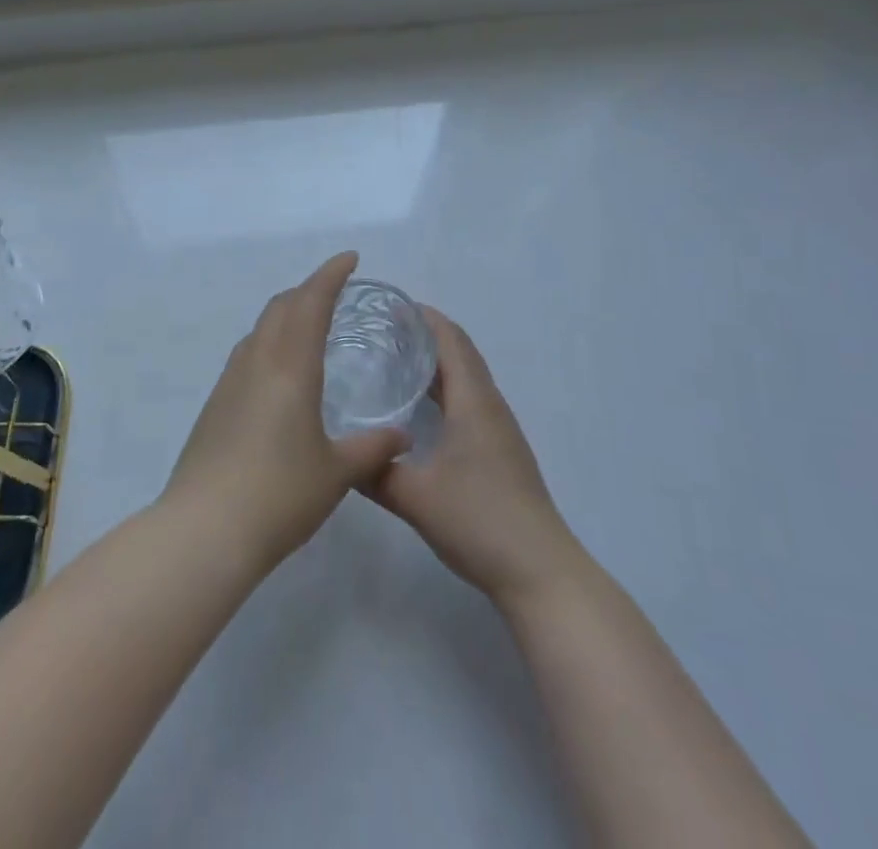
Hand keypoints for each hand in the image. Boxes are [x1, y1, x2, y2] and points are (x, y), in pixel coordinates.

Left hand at [162, 253, 409, 571]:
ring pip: (260, 329)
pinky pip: (247, 355)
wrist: (204, 530)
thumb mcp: (337, 473)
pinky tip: (279, 374)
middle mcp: (257, 361)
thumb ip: (372, 449)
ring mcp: (229, 381)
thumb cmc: (279, 495)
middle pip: (281, 307)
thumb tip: (403, 437)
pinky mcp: (214, 405)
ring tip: (309, 328)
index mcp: (290, 366)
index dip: (331, 275)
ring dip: (286, 315)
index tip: (350, 259)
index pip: (311, 302)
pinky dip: (269, 343)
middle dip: (308, 290)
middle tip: (334, 293)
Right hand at [366, 307, 586, 611]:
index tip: (391, 306)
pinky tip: (421, 411)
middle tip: (383, 331)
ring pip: (466, 380)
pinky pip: (470, 403)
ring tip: (396, 361)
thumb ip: (375, 472)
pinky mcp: (500, 453)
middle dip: (426, 336)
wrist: (539, 571)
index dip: (425, 318)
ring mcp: (499, 431)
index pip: (451, 341)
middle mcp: (490, 407)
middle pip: (460, 355)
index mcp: (474, 402)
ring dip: (437, 364)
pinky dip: (446, 391)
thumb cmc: (479, 520)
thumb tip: (338, 453)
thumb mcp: (415, 497)